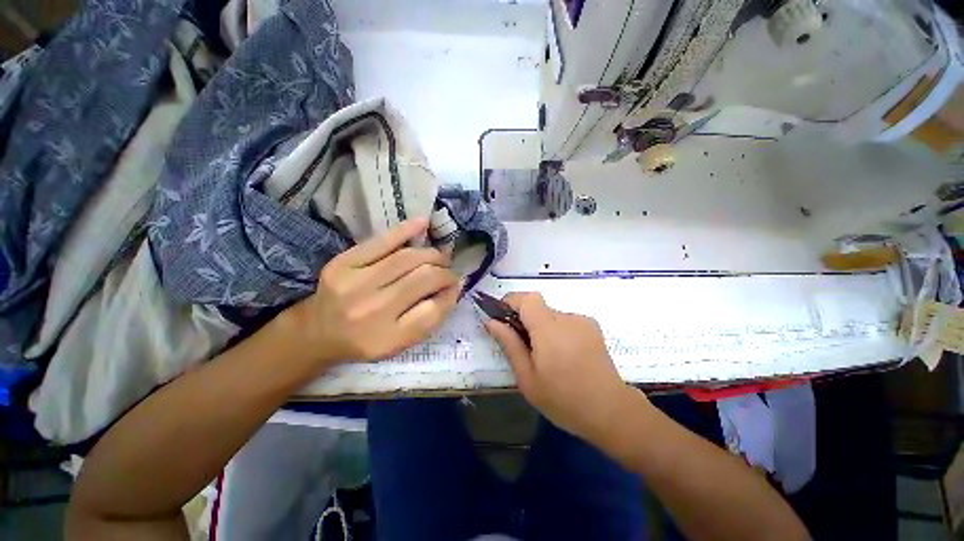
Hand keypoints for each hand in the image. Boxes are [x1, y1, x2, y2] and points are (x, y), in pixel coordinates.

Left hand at [282, 218, 459, 369]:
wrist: (318, 332)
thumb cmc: (366, 340)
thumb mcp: (400, 343)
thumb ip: (429, 318)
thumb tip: (453, 286)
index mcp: (388, 338)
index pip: (432, 310)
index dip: (450, 294)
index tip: (456, 285)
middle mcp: (371, 311)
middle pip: (423, 279)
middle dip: (444, 271)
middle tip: (449, 269)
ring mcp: (354, 284)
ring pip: (407, 258)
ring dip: (431, 254)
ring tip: (439, 256)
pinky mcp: (342, 263)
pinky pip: (381, 241)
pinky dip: (405, 230)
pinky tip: (423, 223)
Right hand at [484, 292, 641, 441]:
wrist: (611, 411)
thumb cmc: (563, 399)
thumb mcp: (527, 377)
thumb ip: (509, 344)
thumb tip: (491, 321)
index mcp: (549, 329)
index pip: (527, 298)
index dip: (511, 301)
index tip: (502, 317)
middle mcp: (567, 318)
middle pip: (538, 307)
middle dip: (526, 320)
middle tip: (524, 347)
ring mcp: (582, 321)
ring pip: (551, 314)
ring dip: (542, 327)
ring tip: (548, 356)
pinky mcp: (592, 326)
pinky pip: (565, 321)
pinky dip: (557, 331)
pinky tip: (565, 355)